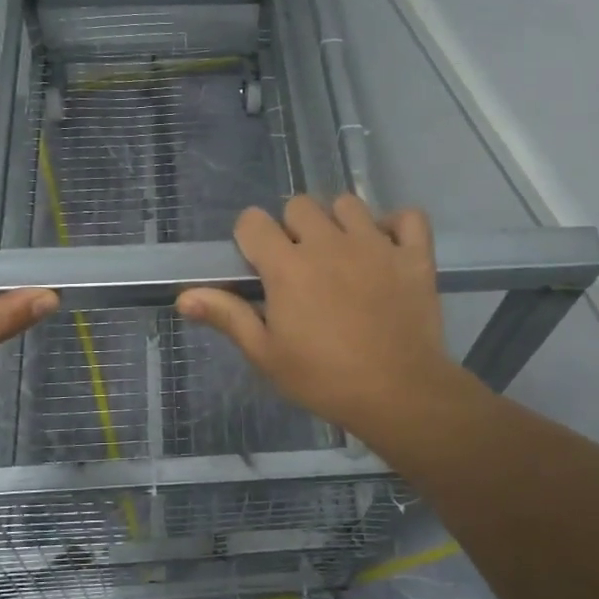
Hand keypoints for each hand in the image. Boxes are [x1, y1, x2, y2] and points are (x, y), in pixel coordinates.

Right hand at [176, 194, 461, 437]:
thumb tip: (184, 296)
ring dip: (339, 222)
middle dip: (293, 228)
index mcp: (287, 266)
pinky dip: (397, 226)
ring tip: (342, 256)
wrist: (399, 393)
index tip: (259, 266)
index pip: (253, 221)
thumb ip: (228, 316)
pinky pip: (409, 217)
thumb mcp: (266, 355)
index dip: (250, 239)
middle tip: (300, 266)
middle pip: (299, 205)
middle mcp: (328, 243)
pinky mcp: (413, 255)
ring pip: (348, 204)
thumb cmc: (324, 378)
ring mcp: (375, 245)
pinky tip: (388, 248)